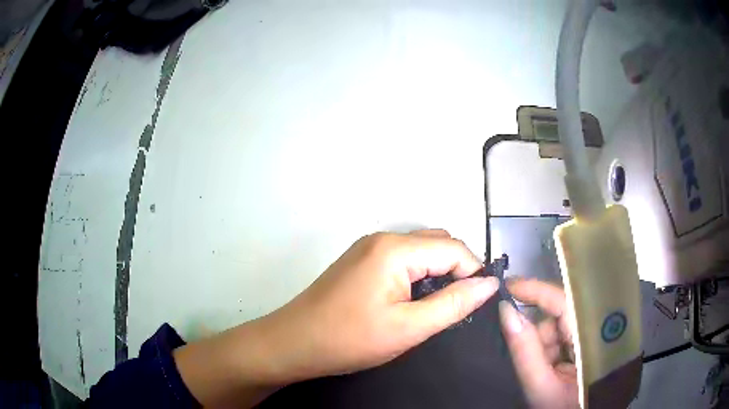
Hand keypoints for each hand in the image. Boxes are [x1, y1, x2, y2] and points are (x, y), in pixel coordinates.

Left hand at [175, 229, 499, 406]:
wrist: (293, 343)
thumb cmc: (349, 339)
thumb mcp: (409, 328)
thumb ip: (454, 304)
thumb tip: (489, 284)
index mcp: (395, 249)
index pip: (454, 247)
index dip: (473, 272)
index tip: (479, 302)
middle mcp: (382, 238)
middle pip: (437, 243)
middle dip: (457, 270)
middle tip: (460, 306)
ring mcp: (368, 247)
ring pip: (420, 250)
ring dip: (438, 272)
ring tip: (440, 305)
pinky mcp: (361, 261)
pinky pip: (402, 259)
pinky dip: (418, 274)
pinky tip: (415, 300)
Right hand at [499, 278, 578, 407]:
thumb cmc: (561, 407)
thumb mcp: (540, 386)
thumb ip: (525, 350)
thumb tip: (506, 312)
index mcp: (589, 340)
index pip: (566, 304)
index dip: (539, 291)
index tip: (510, 285)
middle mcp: (591, 333)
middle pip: (560, 314)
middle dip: (538, 331)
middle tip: (525, 351)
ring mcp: (588, 339)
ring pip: (558, 326)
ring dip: (542, 343)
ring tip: (541, 369)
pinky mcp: (582, 345)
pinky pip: (560, 337)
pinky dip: (547, 348)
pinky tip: (547, 366)